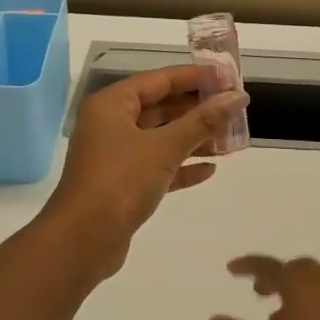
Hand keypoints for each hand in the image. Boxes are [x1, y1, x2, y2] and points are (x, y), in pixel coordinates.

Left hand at [39, 66, 247, 279]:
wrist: (82, 242)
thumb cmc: (120, 181)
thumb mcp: (165, 147)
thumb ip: (203, 121)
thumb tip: (238, 97)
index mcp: (113, 104)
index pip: (159, 79)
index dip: (194, 77)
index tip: (227, 77)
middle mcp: (111, 124)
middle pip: (160, 108)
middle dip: (197, 110)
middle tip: (233, 110)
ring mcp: (115, 155)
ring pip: (161, 138)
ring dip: (193, 139)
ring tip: (230, 142)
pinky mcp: (122, 184)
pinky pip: (157, 166)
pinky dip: (181, 166)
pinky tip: (209, 170)